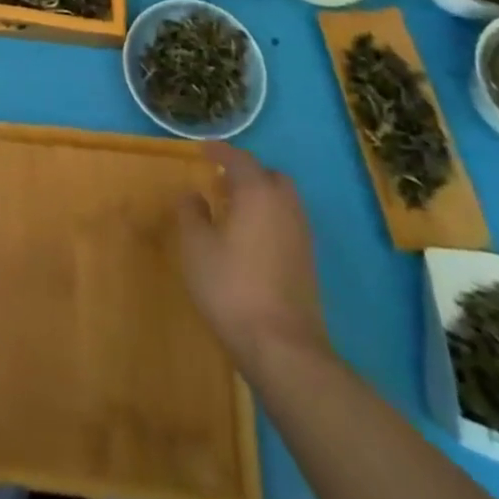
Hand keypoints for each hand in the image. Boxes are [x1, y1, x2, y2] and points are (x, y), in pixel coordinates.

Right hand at [177, 142, 331, 382]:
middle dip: (246, 173)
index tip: (202, 150)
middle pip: (269, 175)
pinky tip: (250, 237)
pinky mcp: (308, 262)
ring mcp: (301, 235)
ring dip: (260, 196)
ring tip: (233, 209)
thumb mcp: (195, 246)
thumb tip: (194, 195)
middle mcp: (285, 206)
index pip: (238, 159)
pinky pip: (287, 222)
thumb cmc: (231, 287)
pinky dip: (269, 217)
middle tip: (221, 181)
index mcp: (257, 192)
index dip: (219, 151)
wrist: (283, 348)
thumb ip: (191, 212)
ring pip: (282, 200)